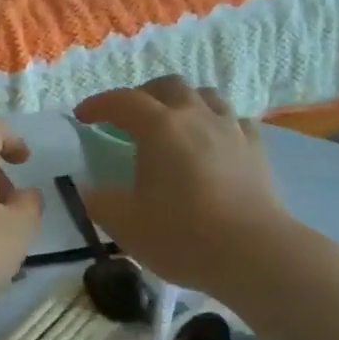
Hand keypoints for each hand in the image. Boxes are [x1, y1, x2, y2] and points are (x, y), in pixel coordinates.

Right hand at [74, 77, 312, 301]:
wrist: (254, 253)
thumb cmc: (182, 235)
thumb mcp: (125, 224)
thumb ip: (101, 202)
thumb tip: (91, 191)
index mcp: (159, 128)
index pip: (122, 101)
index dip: (98, 104)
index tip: (82, 117)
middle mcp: (195, 117)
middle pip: (168, 86)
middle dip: (143, 94)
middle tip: (129, 117)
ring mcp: (231, 130)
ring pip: (205, 96)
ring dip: (183, 102)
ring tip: (172, 123)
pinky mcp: (256, 150)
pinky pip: (234, 121)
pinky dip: (216, 123)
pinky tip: (212, 142)